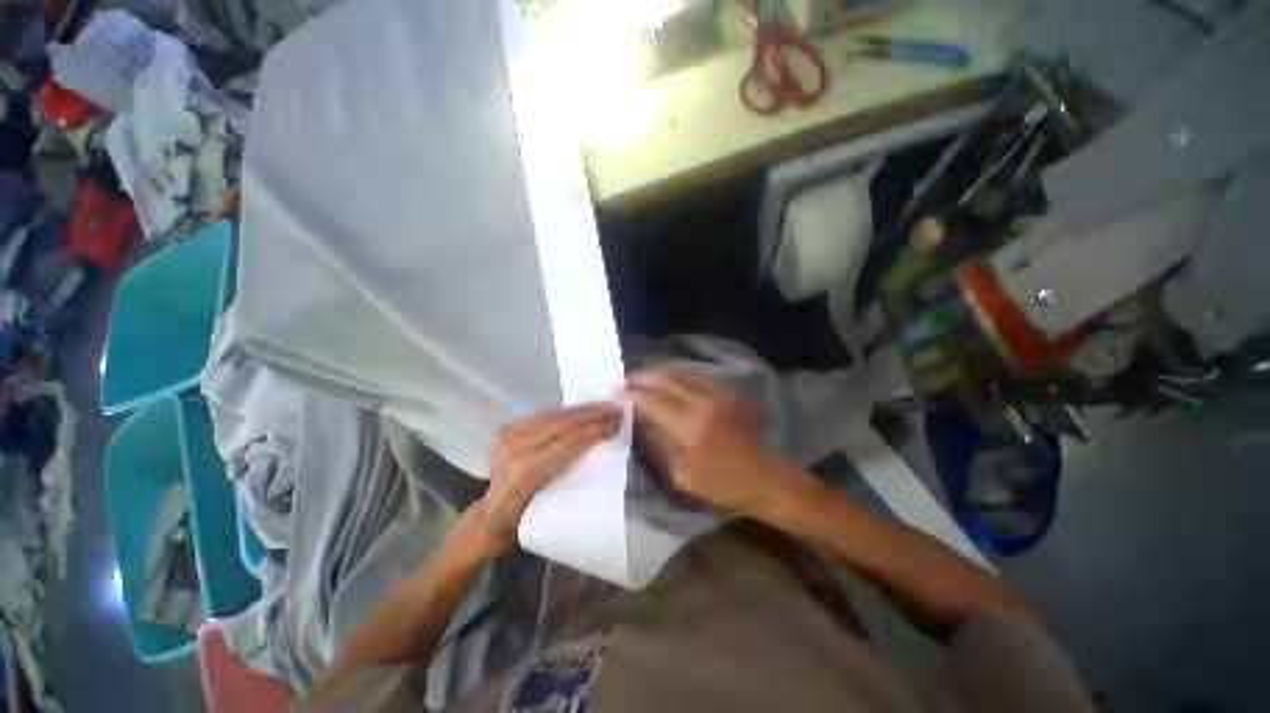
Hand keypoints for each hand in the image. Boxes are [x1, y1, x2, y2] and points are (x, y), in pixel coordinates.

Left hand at [467, 403, 621, 552]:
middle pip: (563, 423)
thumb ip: (575, 474)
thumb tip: (604, 448)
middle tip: (616, 409)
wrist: (491, 516)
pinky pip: (543, 415)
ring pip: (554, 414)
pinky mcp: (507, 428)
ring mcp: (507, 436)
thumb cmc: (527, 520)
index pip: (570, 442)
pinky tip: (582, 410)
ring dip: (582, 409)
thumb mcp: (555, 504)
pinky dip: (566, 412)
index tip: (618, 423)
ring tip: (604, 406)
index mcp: (526, 473)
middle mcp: (514, 449)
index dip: (596, 430)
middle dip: (593, 414)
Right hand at [627, 368, 785, 513]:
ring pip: (680, 373)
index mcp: (690, 428)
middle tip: (624, 381)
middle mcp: (703, 403)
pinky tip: (666, 377)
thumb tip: (643, 418)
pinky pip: (696, 374)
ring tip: (641, 376)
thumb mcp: (681, 474)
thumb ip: (659, 441)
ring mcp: (718, 393)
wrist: (764, 476)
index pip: (653, 401)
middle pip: (665, 381)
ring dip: (657, 372)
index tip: (617, 394)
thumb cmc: (721, 483)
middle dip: (641, 379)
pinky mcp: (727, 390)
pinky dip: (676, 373)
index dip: (633, 395)